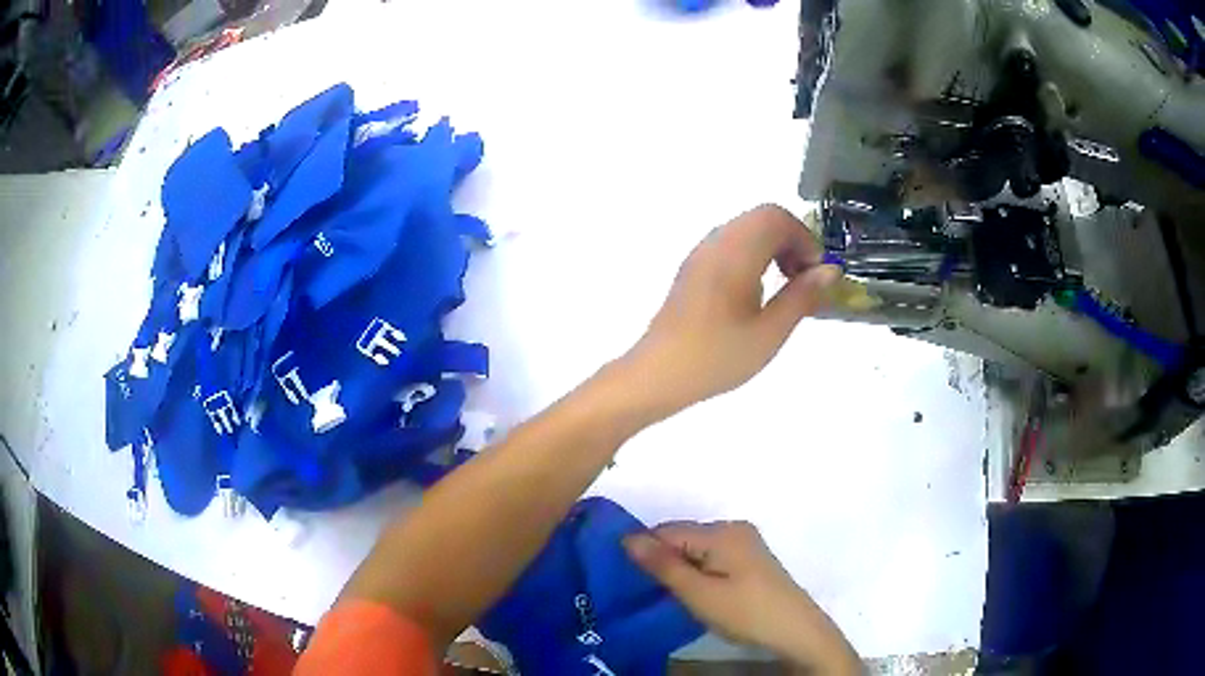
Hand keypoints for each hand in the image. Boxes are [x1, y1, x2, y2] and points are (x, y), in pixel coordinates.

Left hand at [622, 204, 839, 417]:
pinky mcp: (693, 268)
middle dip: (791, 241)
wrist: (658, 374)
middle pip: (762, 218)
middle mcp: (715, 243)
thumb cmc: (717, 357)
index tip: (814, 274)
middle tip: (803, 279)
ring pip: (746, 229)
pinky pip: (731, 245)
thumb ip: (802, 296)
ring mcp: (700, 253)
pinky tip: (758, 293)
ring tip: (785, 287)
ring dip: (773, 247)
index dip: (804, 238)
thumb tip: (829, 270)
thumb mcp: (769, 332)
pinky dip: (754, 255)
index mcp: (734, 253)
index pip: (776, 217)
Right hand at [625, 521, 861, 674]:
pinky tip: (698, 594)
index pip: (667, 531)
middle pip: (683, 537)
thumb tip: (628, 537)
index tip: (631, 580)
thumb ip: (663, 565)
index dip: (646, 553)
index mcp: (721, 532)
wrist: (797, 631)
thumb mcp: (699, 594)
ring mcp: (746, 543)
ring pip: (697, 549)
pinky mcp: (752, 559)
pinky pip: (713, 557)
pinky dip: (699, 571)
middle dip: (664, 561)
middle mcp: (734, 528)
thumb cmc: (745, 613)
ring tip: (674, 596)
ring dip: (681, 568)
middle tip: (653, 593)